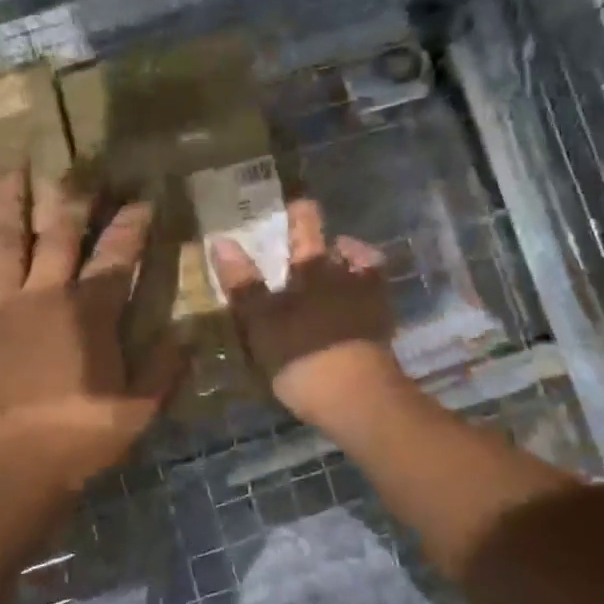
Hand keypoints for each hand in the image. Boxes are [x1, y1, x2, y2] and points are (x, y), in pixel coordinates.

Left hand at [0, 169, 182, 483]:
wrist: (3, 468)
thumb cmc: (75, 439)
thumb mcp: (136, 411)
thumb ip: (164, 369)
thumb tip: (190, 333)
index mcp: (89, 313)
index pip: (117, 256)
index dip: (131, 225)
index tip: (142, 200)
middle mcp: (44, 295)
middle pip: (58, 234)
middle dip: (71, 199)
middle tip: (76, 168)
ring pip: (3, 241)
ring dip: (9, 202)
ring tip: (13, 169)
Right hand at [209, 198, 405, 429]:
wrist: (359, 400)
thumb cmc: (303, 354)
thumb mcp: (261, 320)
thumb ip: (243, 283)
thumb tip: (221, 241)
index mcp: (314, 270)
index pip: (306, 230)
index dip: (301, 215)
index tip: (296, 204)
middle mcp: (346, 277)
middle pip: (342, 249)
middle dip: (332, 242)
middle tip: (318, 241)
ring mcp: (370, 304)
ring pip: (364, 274)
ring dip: (353, 267)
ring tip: (340, 272)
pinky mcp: (382, 332)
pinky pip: (372, 304)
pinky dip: (363, 299)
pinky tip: (351, 311)